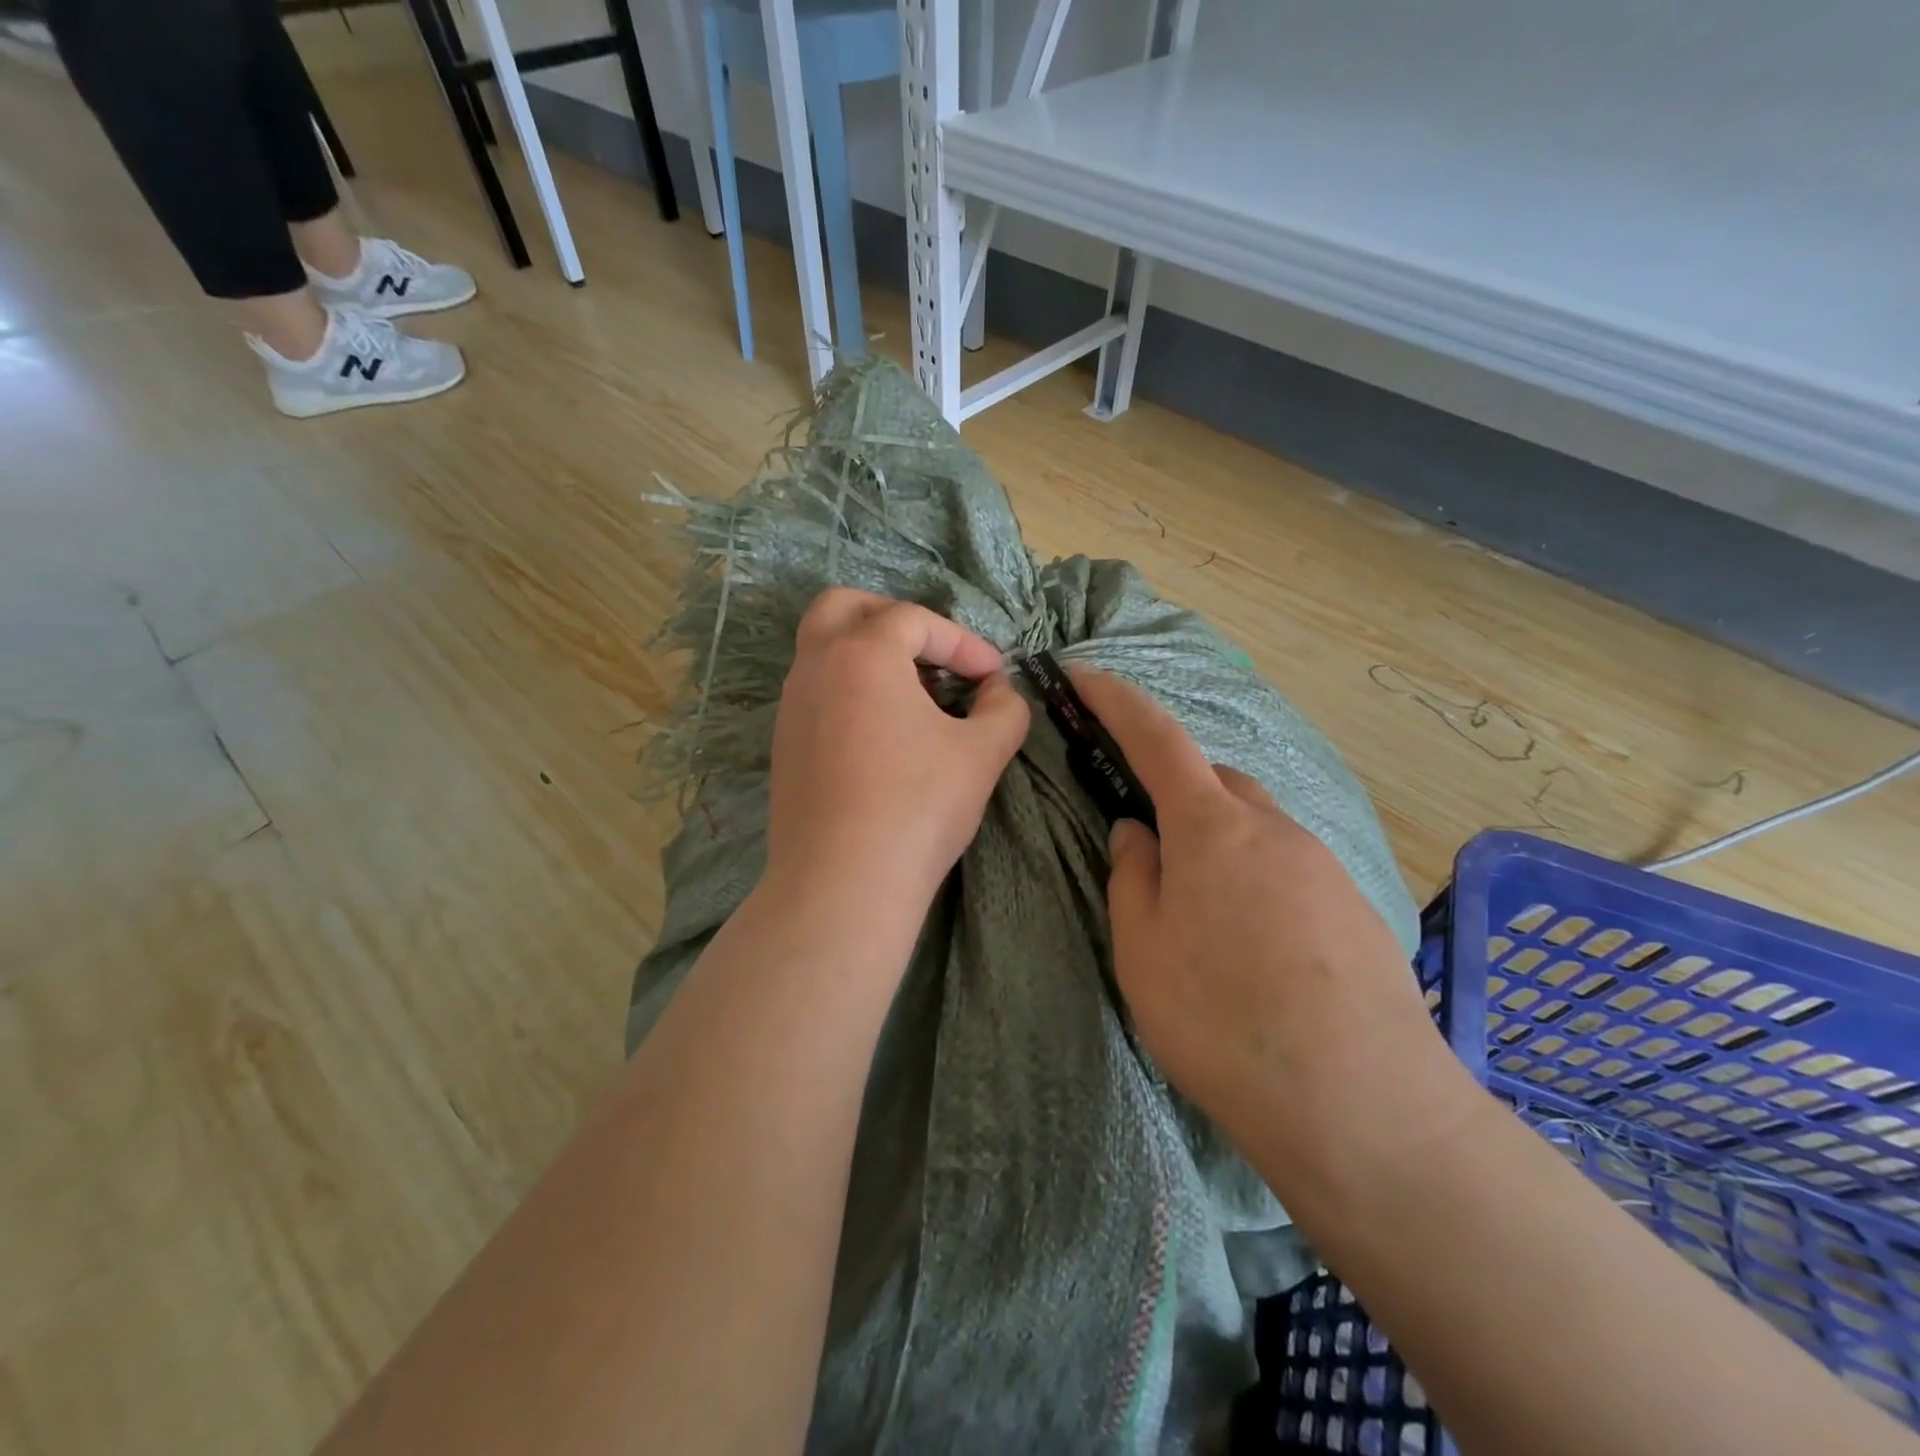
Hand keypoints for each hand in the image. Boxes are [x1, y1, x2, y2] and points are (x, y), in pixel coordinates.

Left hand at [762, 589, 1029, 919]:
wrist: (842, 884)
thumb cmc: (917, 807)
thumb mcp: (981, 754)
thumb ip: (1003, 709)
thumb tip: (999, 691)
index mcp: (862, 654)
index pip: (915, 619)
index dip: (963, 642)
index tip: (993, 676)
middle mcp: (816, 667)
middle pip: (843, 607)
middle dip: (893, 618)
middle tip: (930, 651)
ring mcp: (791, 707)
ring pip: (823, 650)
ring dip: (869, 655)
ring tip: (914, 695)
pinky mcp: (784, 745)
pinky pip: (816, 692)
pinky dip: (850, 690)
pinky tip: (882, 734)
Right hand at [1071, 670, 1440, 1156]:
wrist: (1361, 1107)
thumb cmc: (1222, 1019)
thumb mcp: (1143, 949)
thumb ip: (1133, 876)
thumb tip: (1137, 832)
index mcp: (1212, 827)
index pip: (1156, 738)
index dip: (1116, 701)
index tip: (1084, 676)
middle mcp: (1274, 828)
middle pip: (1215, 783)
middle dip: (1177, 792)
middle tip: (1151, 847)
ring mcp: (1323, 865)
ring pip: (1256, 827)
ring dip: (1220, 844)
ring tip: (1204, 916)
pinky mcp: (1355, 907)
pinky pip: (1290, 866)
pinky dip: (1258, 880)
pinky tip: (1256, 947)